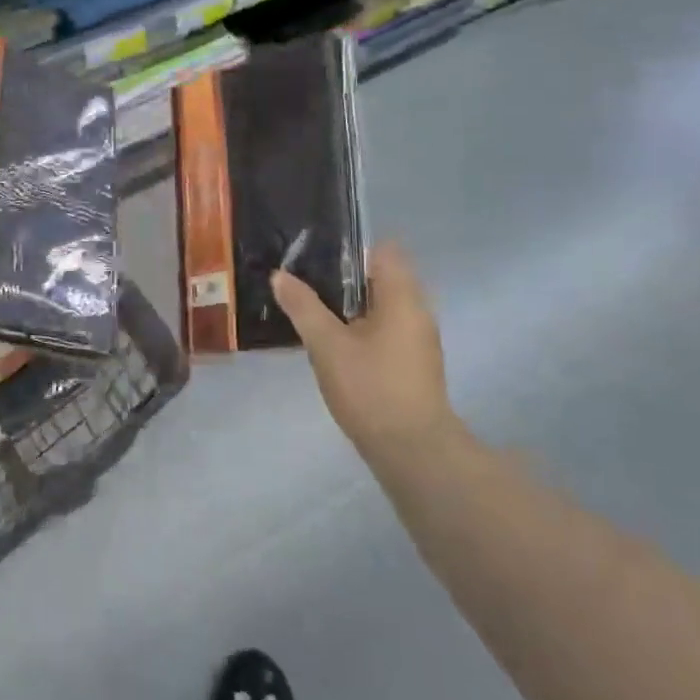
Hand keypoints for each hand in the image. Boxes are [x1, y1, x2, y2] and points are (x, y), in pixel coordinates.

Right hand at [271, 242, 455, 458]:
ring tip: (312, 309)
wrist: (413, 451)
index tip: (318, 254)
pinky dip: (362, 327)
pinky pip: (386, 329)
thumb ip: (303, 307)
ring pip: (382, 306)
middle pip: (382, 277)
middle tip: (304, 280)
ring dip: (351, 305)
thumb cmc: (370, 388)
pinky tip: (334, 343)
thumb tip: (280, 275)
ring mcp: (418, 340)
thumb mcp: (327, 344)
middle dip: (344, 277)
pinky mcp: (413, 363)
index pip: (384, 251)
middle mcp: (417, 311)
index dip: (352, 248)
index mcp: (402, 298)